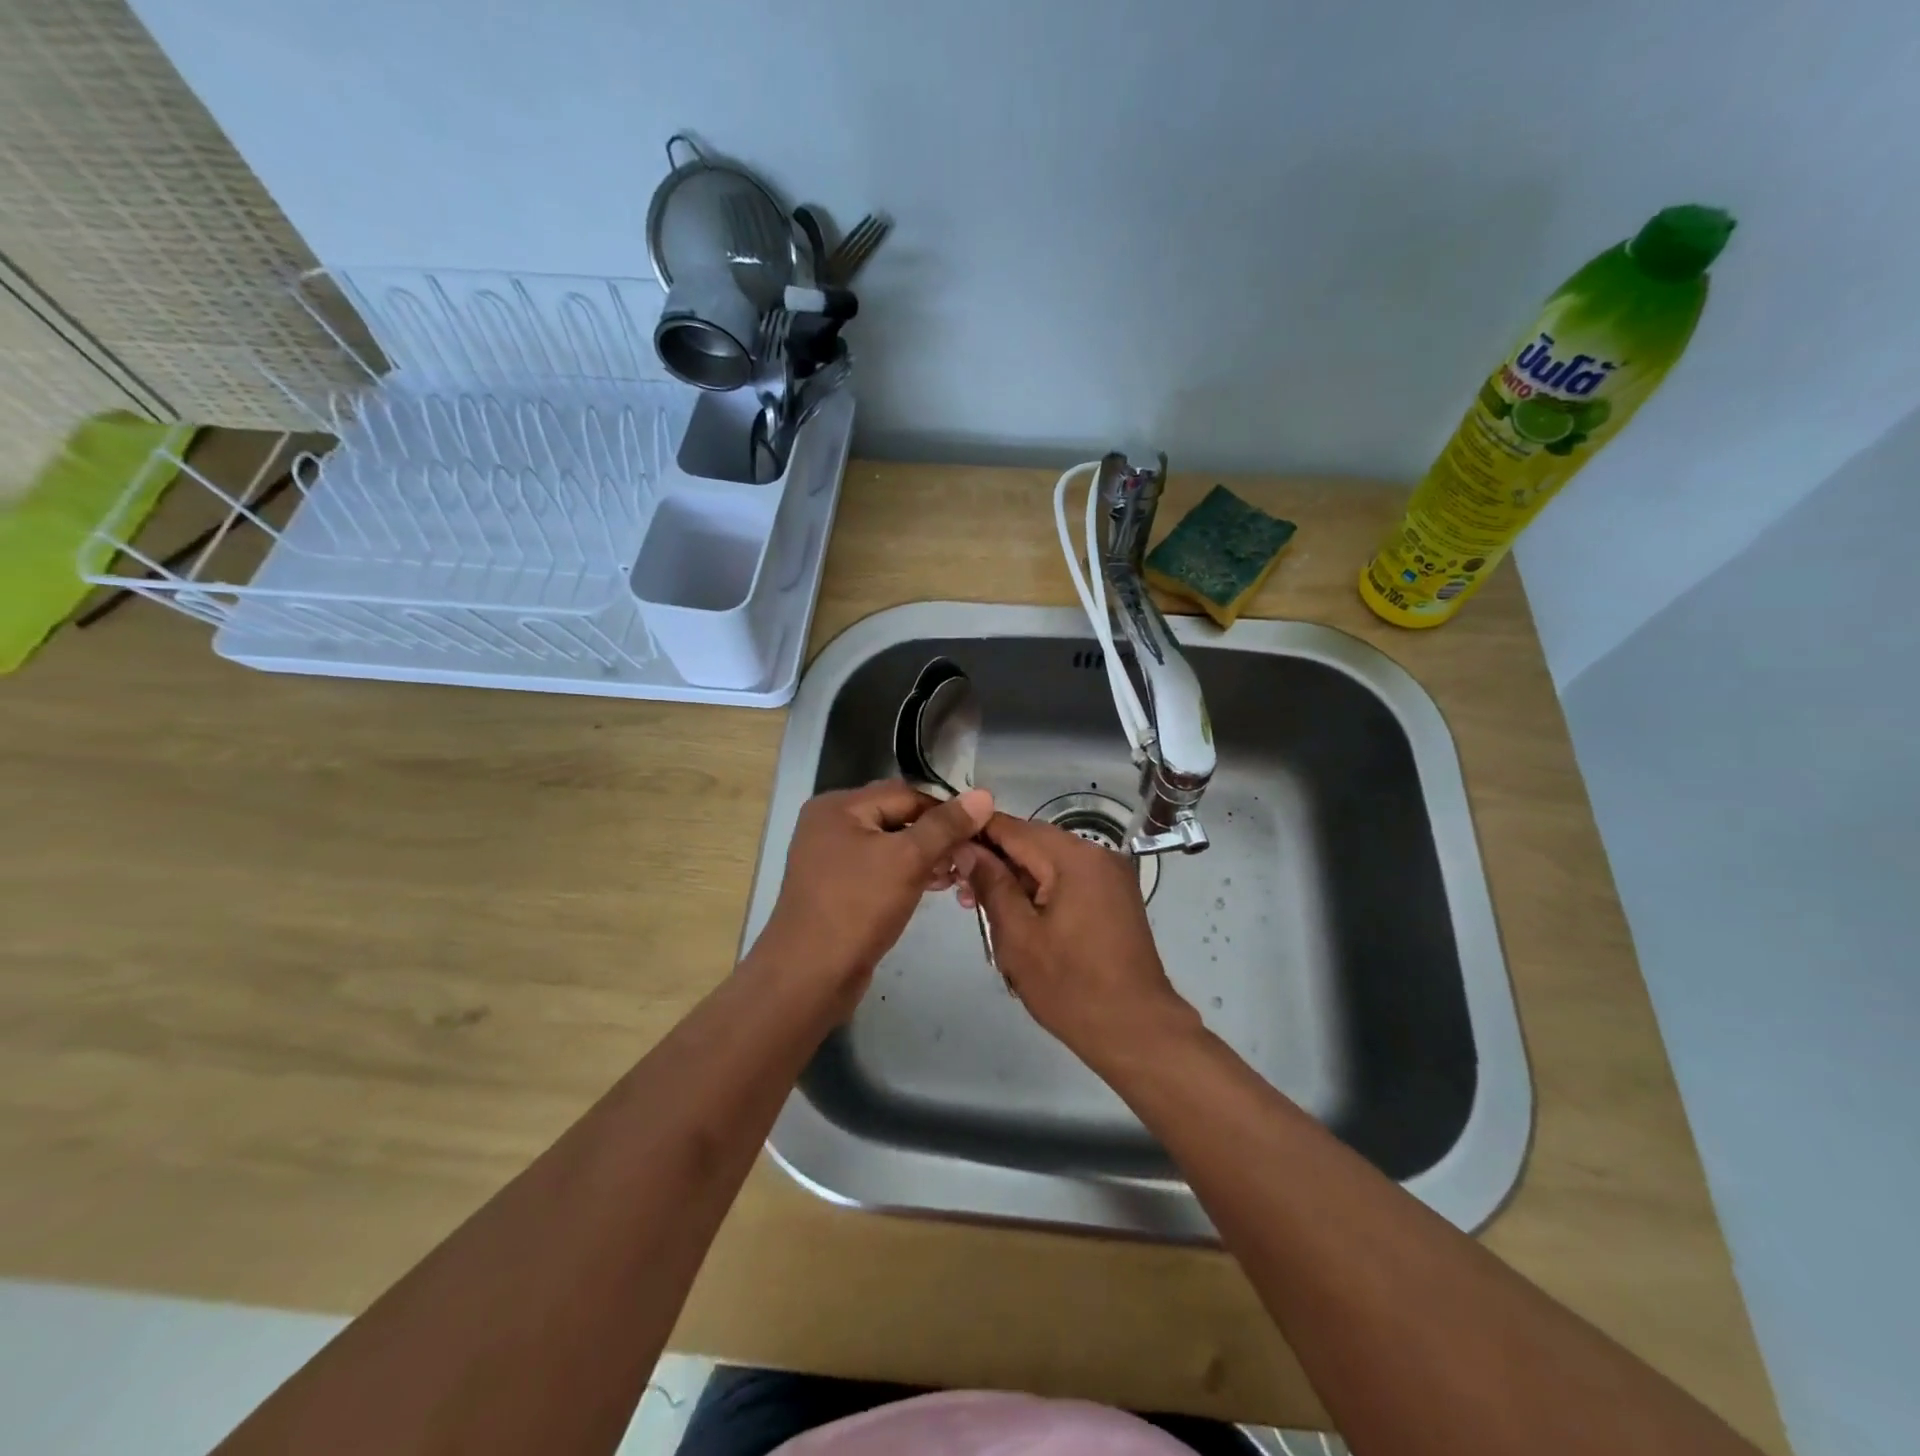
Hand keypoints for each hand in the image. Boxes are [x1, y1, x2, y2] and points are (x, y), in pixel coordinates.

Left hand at [752, 779, 993, 1014]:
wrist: (809, 976)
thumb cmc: (858, 907)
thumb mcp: (908, 859)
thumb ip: (946, 825)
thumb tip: (983, 794)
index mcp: (838, 806)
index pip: (906, 794)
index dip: (945, 810)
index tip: (980, 830)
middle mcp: (831, 824)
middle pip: (898, 817)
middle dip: (937, 835)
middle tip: (969, 856)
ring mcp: (832, 857)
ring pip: (892, 845)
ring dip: (926, 856)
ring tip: (957, 875)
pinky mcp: (839, 887)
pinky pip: (881, 868)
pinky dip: (908, 873)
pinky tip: (934, 887)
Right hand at [953, 814, 1199, 1065]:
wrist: (1135, 1030)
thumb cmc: (1070, 986)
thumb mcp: (1018, 936)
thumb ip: (991, 884)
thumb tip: (966, 848)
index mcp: (1075, 857)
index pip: (1014, 828)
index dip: (976, 834)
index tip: (945, 849)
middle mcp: (1098, 854)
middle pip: (1033, 841)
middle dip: (995, 859)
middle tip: (959, 889)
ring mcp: (1111, 875)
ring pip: (1050, 861)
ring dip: (1016, 877)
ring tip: (982, 907)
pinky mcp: (1114, 896)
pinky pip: (1068, 878)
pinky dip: (1041, 889)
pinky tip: (1017, 914)